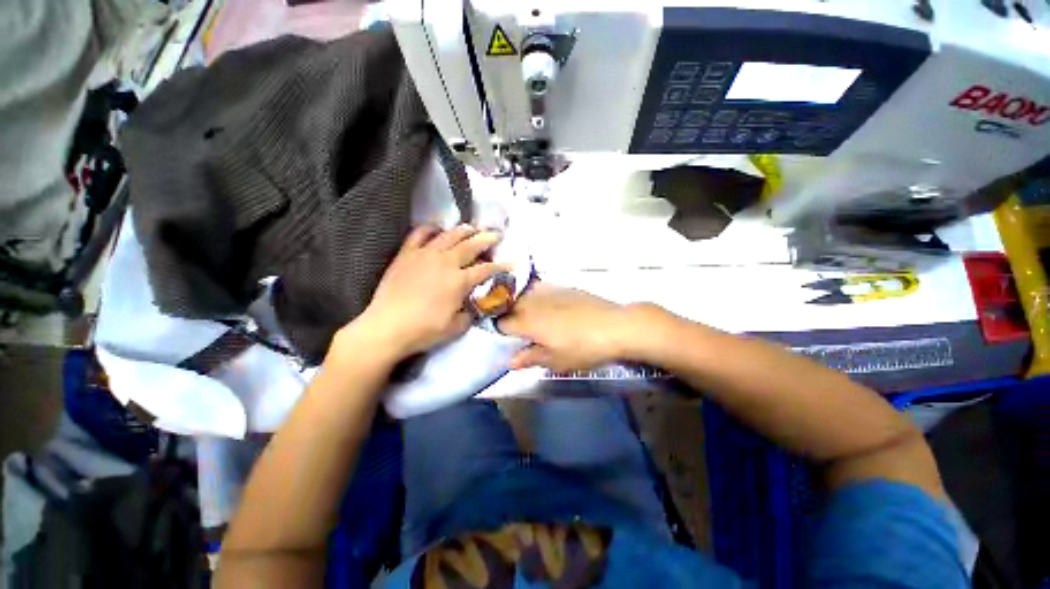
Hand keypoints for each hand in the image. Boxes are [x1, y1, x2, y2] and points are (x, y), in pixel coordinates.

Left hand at [342, 225, 507, 360]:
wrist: (386, 328)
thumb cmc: (424, 330)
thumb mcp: (457, 327)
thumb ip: (471, 311)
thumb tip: (475, 302)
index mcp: (459, 281)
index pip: (486, 269)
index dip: (501, 266)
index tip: (512, 264)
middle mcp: (445, 262)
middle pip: (471, 245)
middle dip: (487, 239)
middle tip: (496, 234)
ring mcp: (425, 255)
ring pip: (449, 236)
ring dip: (464, 230)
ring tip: (473, 228)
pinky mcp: (406, 254)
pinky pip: (419, 234)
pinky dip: (430, 229)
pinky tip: (437, 229)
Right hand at [497, 283, 642, 371]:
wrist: (615, 326)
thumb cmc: (583, 348)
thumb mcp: (556, 360)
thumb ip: (531, 358)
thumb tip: (511, 361)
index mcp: (527, 321)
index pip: (502, 323)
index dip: (500, 332)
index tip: (507, 339)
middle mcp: (533, 302)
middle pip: (510, 304)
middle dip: (508, 315)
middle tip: (518, 329)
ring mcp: (549, 291)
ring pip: (524, 294)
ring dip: (521, 304)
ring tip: (530, 316)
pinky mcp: (564, 287)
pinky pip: (541, 288)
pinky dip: (537, 296)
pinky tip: (548, 306)